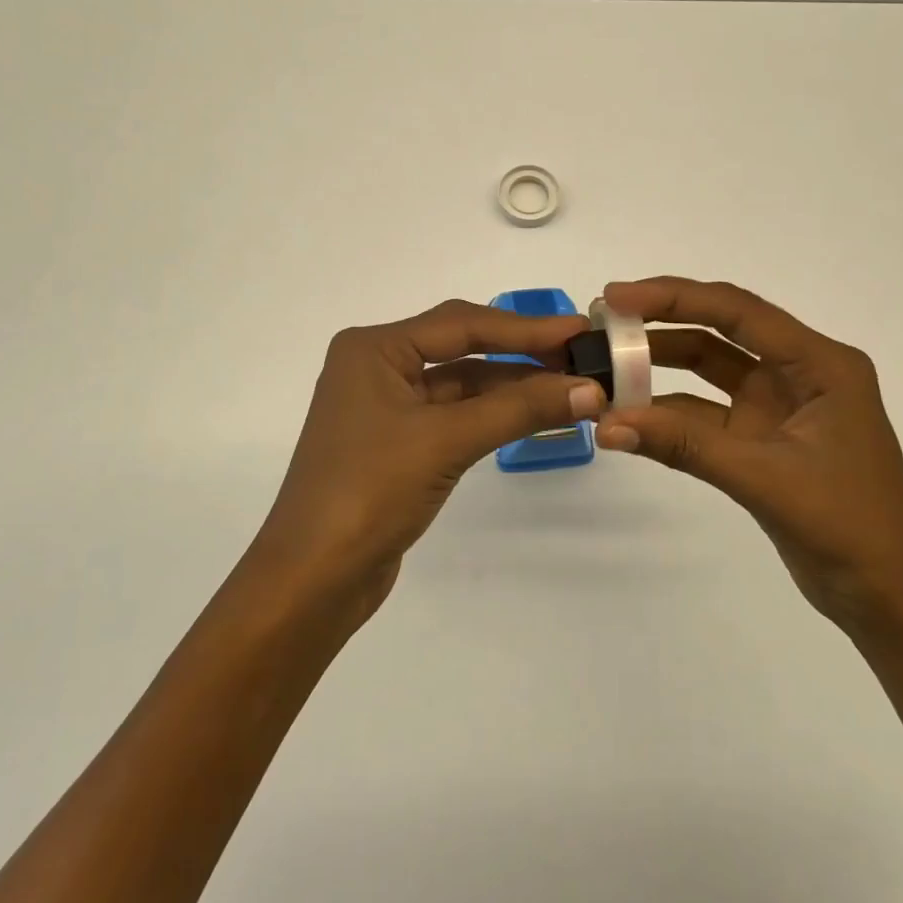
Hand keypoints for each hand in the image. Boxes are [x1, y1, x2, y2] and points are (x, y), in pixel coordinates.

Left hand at [251, 299, 605, 617]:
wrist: (313, 578)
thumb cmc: (370, 491)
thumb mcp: (446, 441)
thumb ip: (518, 409)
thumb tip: (589, 388)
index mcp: (374, 348)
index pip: (460, 324)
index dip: (524, 327)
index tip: (578, 330)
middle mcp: (376, 366)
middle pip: (460, 348)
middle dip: (520, 354)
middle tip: (580, 357)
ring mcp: (385, 406)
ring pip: (460, 384)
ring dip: (511, 388)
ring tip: (571, 388)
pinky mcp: (397, 442)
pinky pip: (453, 415)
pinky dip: (493, 415)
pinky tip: (534, 416)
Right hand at [594, 277, 902, 628]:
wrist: (890, 601)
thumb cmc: (848, 528)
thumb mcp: (765, 478)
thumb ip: (685, 445)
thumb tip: (607, 424)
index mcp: (820, 364)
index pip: (738, 312)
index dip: (674, 297)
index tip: (617, 296)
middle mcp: (799, 372)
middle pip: (720, 330)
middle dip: (661, 323)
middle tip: (603, 322)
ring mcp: (778, 405)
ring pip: (709, 368)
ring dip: (660, 367)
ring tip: (606, 365)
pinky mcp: (762, 437)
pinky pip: (705, 412)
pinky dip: (668, 413)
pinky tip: (630, 416)